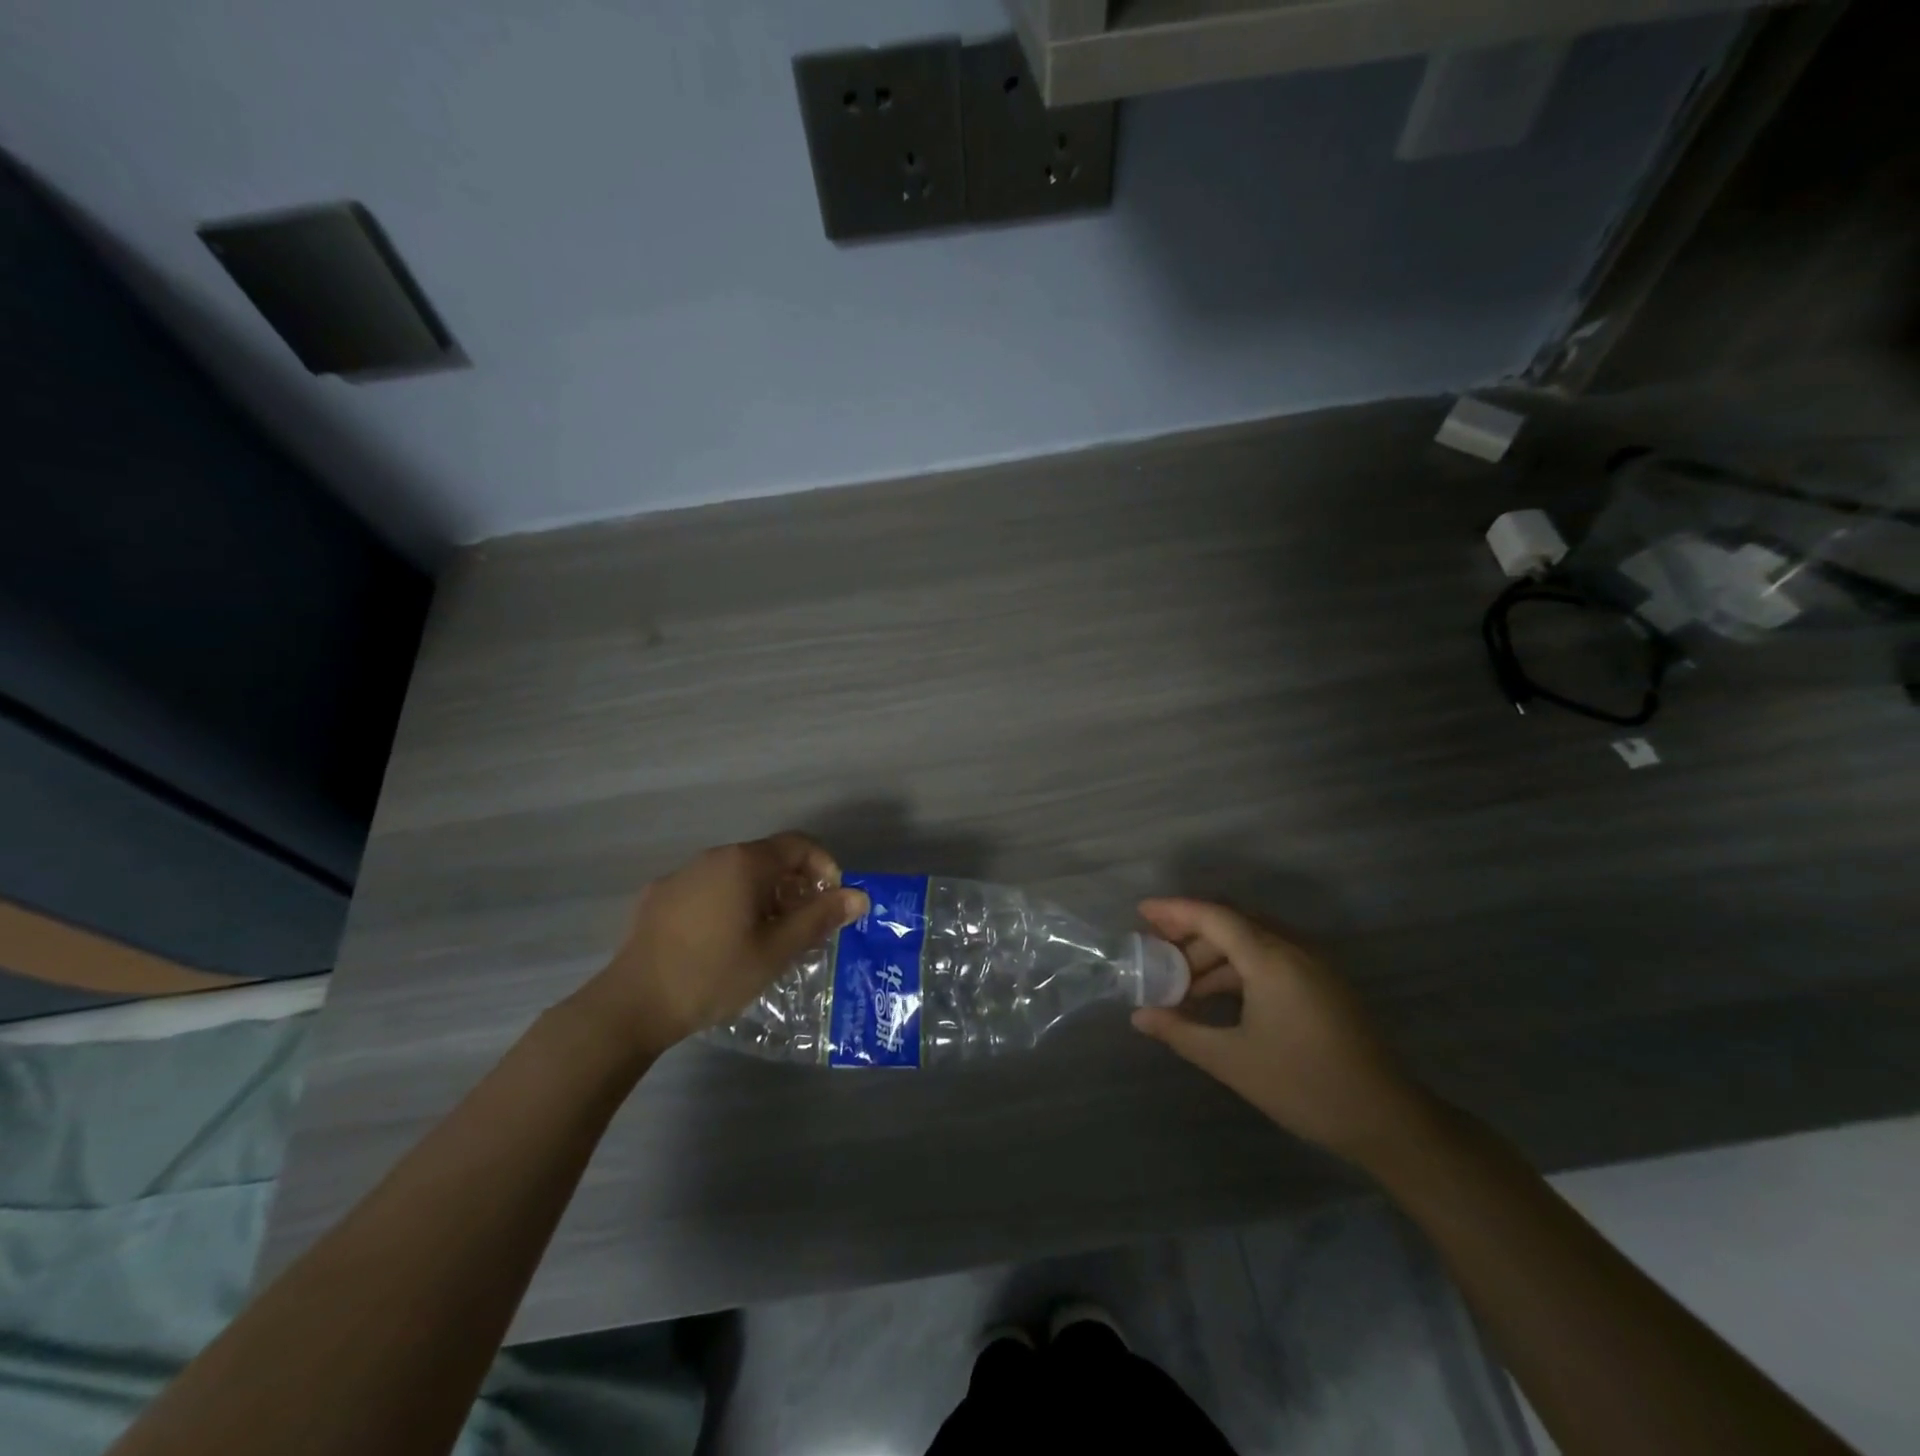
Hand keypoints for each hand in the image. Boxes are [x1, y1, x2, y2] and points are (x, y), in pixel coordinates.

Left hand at [575, 833, 867, 1054]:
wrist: (632, 1004)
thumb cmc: (713, 974)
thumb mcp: (776, 951)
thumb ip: (819, 918)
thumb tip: (859, 896)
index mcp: (743, 862)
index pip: (798, 845)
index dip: (824, 868)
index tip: (831, 903)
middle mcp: (712, 857)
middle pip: (768, 858)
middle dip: (794, 887)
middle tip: (803, 928)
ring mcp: (682, 875)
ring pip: (737, 875)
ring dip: (763, 897)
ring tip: (767, 939)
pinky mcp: (660, 897)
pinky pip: (709, 889)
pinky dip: (730, 905)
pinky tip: (723, 944)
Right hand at [1130, 899, 1426, 1163]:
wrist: (1386, 1119)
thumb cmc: (1303, 1085)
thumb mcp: (1232, 1060)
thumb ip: (1180, 1031)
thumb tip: (1139, 1016)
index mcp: (1271, 959)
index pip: (1214, 916)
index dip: (1174, 910)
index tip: (1141, 912)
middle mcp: (1293, 948)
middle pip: (1231, 923)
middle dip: (1189, 933)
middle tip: (1155, 952)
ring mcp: (1312, 964)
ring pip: (1251, 940)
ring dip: (1213, 954)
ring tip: (1181, 984)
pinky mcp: (1322, 982)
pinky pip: (1270, 957)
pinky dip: (1237, 968)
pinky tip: (1216, 996)